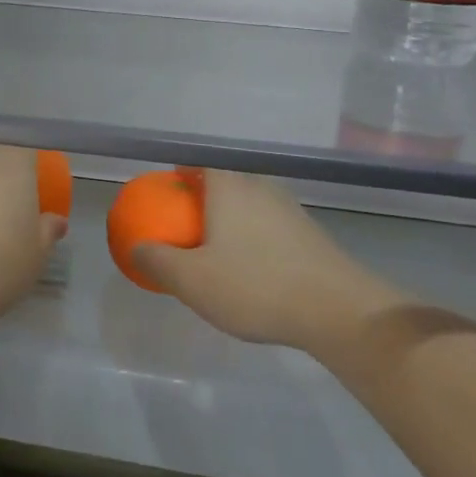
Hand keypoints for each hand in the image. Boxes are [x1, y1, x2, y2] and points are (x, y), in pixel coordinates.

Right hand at [131, 170, 402, 355]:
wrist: (340, 312)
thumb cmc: (255, 286)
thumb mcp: (192, 280)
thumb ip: (158, 260)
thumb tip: (135, 246)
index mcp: (229, 186)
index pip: (198, 163)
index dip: (179, 174)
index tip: (166, 195)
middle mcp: (260, 186)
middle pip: (224, 183)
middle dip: (203, 200)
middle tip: (186, 228)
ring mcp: (291, 209)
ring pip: (249, 206)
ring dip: (231, 222)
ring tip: (217, 252)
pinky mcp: (312, 235)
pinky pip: (270, 227)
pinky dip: (255, 241)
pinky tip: (253, 272)